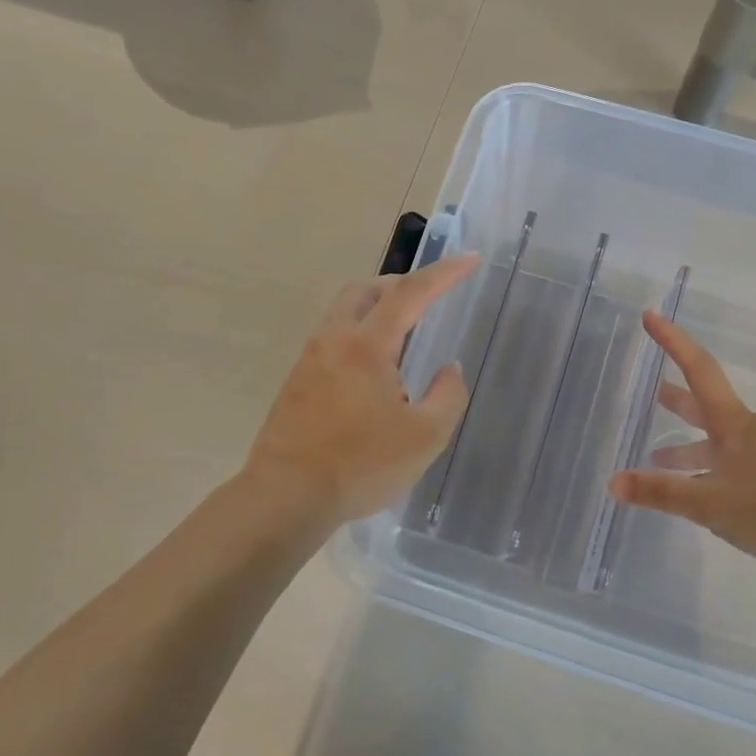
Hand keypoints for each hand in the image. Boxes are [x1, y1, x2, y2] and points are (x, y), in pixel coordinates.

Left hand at [244, 255, 478, 527]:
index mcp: (366, 345)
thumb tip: (447, 370)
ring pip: (343, 314)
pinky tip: (371, 374)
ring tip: (402, 340)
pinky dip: (357, 337)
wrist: (286, 497)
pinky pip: (331, 341)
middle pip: (364, 291)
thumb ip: (447, 396)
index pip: (411, 293)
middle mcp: (333, 341)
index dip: (444, 273)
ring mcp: (308, 361)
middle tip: (427, 299)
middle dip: (399, 285)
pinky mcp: (295, 384)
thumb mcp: (425, 437)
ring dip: (375, 311)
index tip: (470, 259)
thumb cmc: (361, 465)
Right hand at [607, 311, 755, 569]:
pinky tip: (693, 488)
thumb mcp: (708, 503)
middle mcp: (745, 430)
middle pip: (704, 402)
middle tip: (651, 389)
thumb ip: (660, 492)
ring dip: (686, 441)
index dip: (672, 341)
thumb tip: (612, 481)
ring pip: (714, 438)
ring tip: (658, 453)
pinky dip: (703, 466)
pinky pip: (726, 461)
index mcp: (731, 423)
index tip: (651, 317)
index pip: (697, 369)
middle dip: (676, 395)